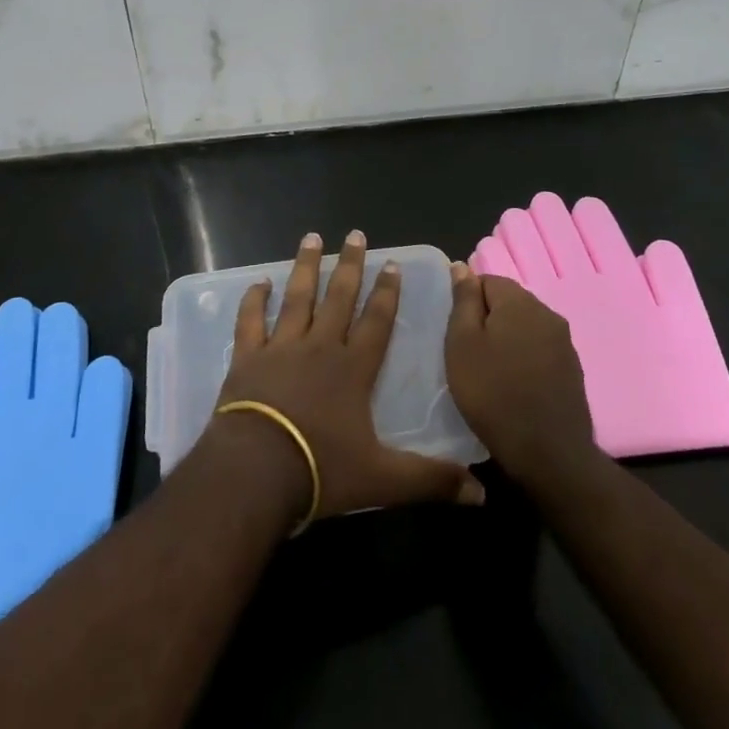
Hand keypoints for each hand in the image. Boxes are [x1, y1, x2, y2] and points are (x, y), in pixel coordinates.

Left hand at [209, 230, 484, 521]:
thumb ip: (430, 480)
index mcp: (353, 369)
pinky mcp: (248, 357)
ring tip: (311, 237)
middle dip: (350, 265)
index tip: (392, 263)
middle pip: (339, 298)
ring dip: (305, 267)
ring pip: (297, 298)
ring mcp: (281, 348)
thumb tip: (481, 494)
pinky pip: (251, 321)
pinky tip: (259, 282)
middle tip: (355, 234)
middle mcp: (319, 347)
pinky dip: (254, 300)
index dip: (387, 293)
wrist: (257, 471)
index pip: (377, 322)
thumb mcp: (384, 481)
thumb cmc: (321, 470)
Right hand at [445, 264, 596, 488]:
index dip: (467, 303)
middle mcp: (547, 313)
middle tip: (468, 354)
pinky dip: (524, 360)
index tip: (456, 333)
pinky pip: (539, 350)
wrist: (549, 454)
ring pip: (524, 327)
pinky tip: (513, 386)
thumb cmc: (493, 394)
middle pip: (508, 302)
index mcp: (520, 301)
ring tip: (489, 372)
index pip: (486, 280)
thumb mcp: (462, 343)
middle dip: (487, 320)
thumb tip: (462, 266)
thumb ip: (464, 300)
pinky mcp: (573, 369)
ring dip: (506, 341)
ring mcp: (564, 343)